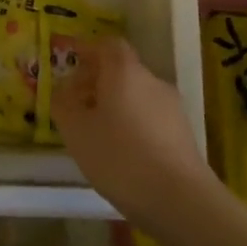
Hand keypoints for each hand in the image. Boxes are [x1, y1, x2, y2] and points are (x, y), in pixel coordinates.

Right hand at [52, 37, 212, 224]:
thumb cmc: (120, 156)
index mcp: (125, 71)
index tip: (70, 65)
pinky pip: (149, 117)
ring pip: (136, 95)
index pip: (108, 45)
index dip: (88, 50)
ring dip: (114, 105)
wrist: (180, 200)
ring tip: (95, 134)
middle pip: (122, 70)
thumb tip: (63, 91)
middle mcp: (152, 81)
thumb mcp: (76, 131)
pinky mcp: (183, 134)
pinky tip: (121, 153)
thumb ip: (63, 104)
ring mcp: (172, 107)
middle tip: (75, 106)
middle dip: (97, 82)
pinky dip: (132, 124)